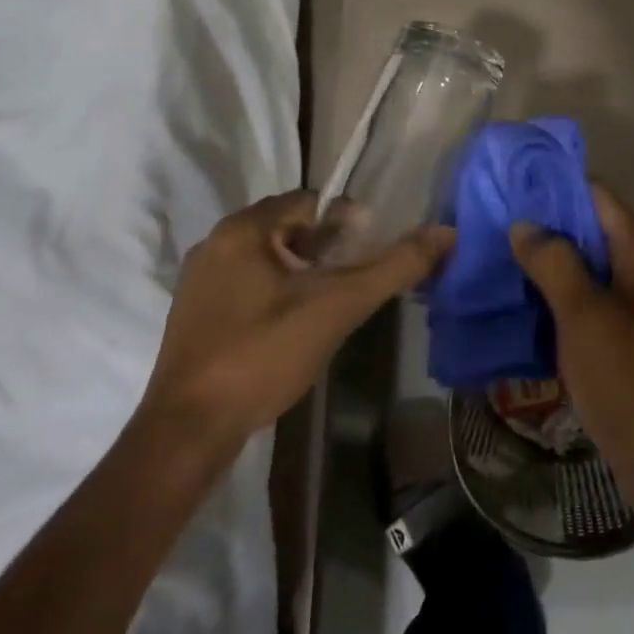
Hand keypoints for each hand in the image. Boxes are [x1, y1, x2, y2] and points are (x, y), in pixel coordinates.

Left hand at [141, 192, 451, 464]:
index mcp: (243, 228)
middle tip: (353, 279)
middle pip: (286, 226)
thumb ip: (393, 267)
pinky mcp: (195, 313)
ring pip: (266, 256)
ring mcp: (199, 279)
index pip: (309, 202)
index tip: (370, 253)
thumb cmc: (264, 355)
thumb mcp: (337, 307)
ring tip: (329, 302)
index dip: (346, 222)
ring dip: (301, 269)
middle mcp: (216, 242)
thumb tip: (445, 233)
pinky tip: (292, 325)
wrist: (188, 431)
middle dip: (325, 246)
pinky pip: (246, 282)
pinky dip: (275, 291)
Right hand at [510, 185, 633, 532]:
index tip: (507, 186)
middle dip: (543, 226)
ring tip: (495, 260)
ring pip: (587, 270)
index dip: (553, 185)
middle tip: (490, 226)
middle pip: (590, 231)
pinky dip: (558, 300)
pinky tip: (520, 307)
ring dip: (547, 265)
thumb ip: (555, 263)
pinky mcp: (630, 342)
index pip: (596, 195)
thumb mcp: (586, 319)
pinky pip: (590, 305)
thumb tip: (524, 222)